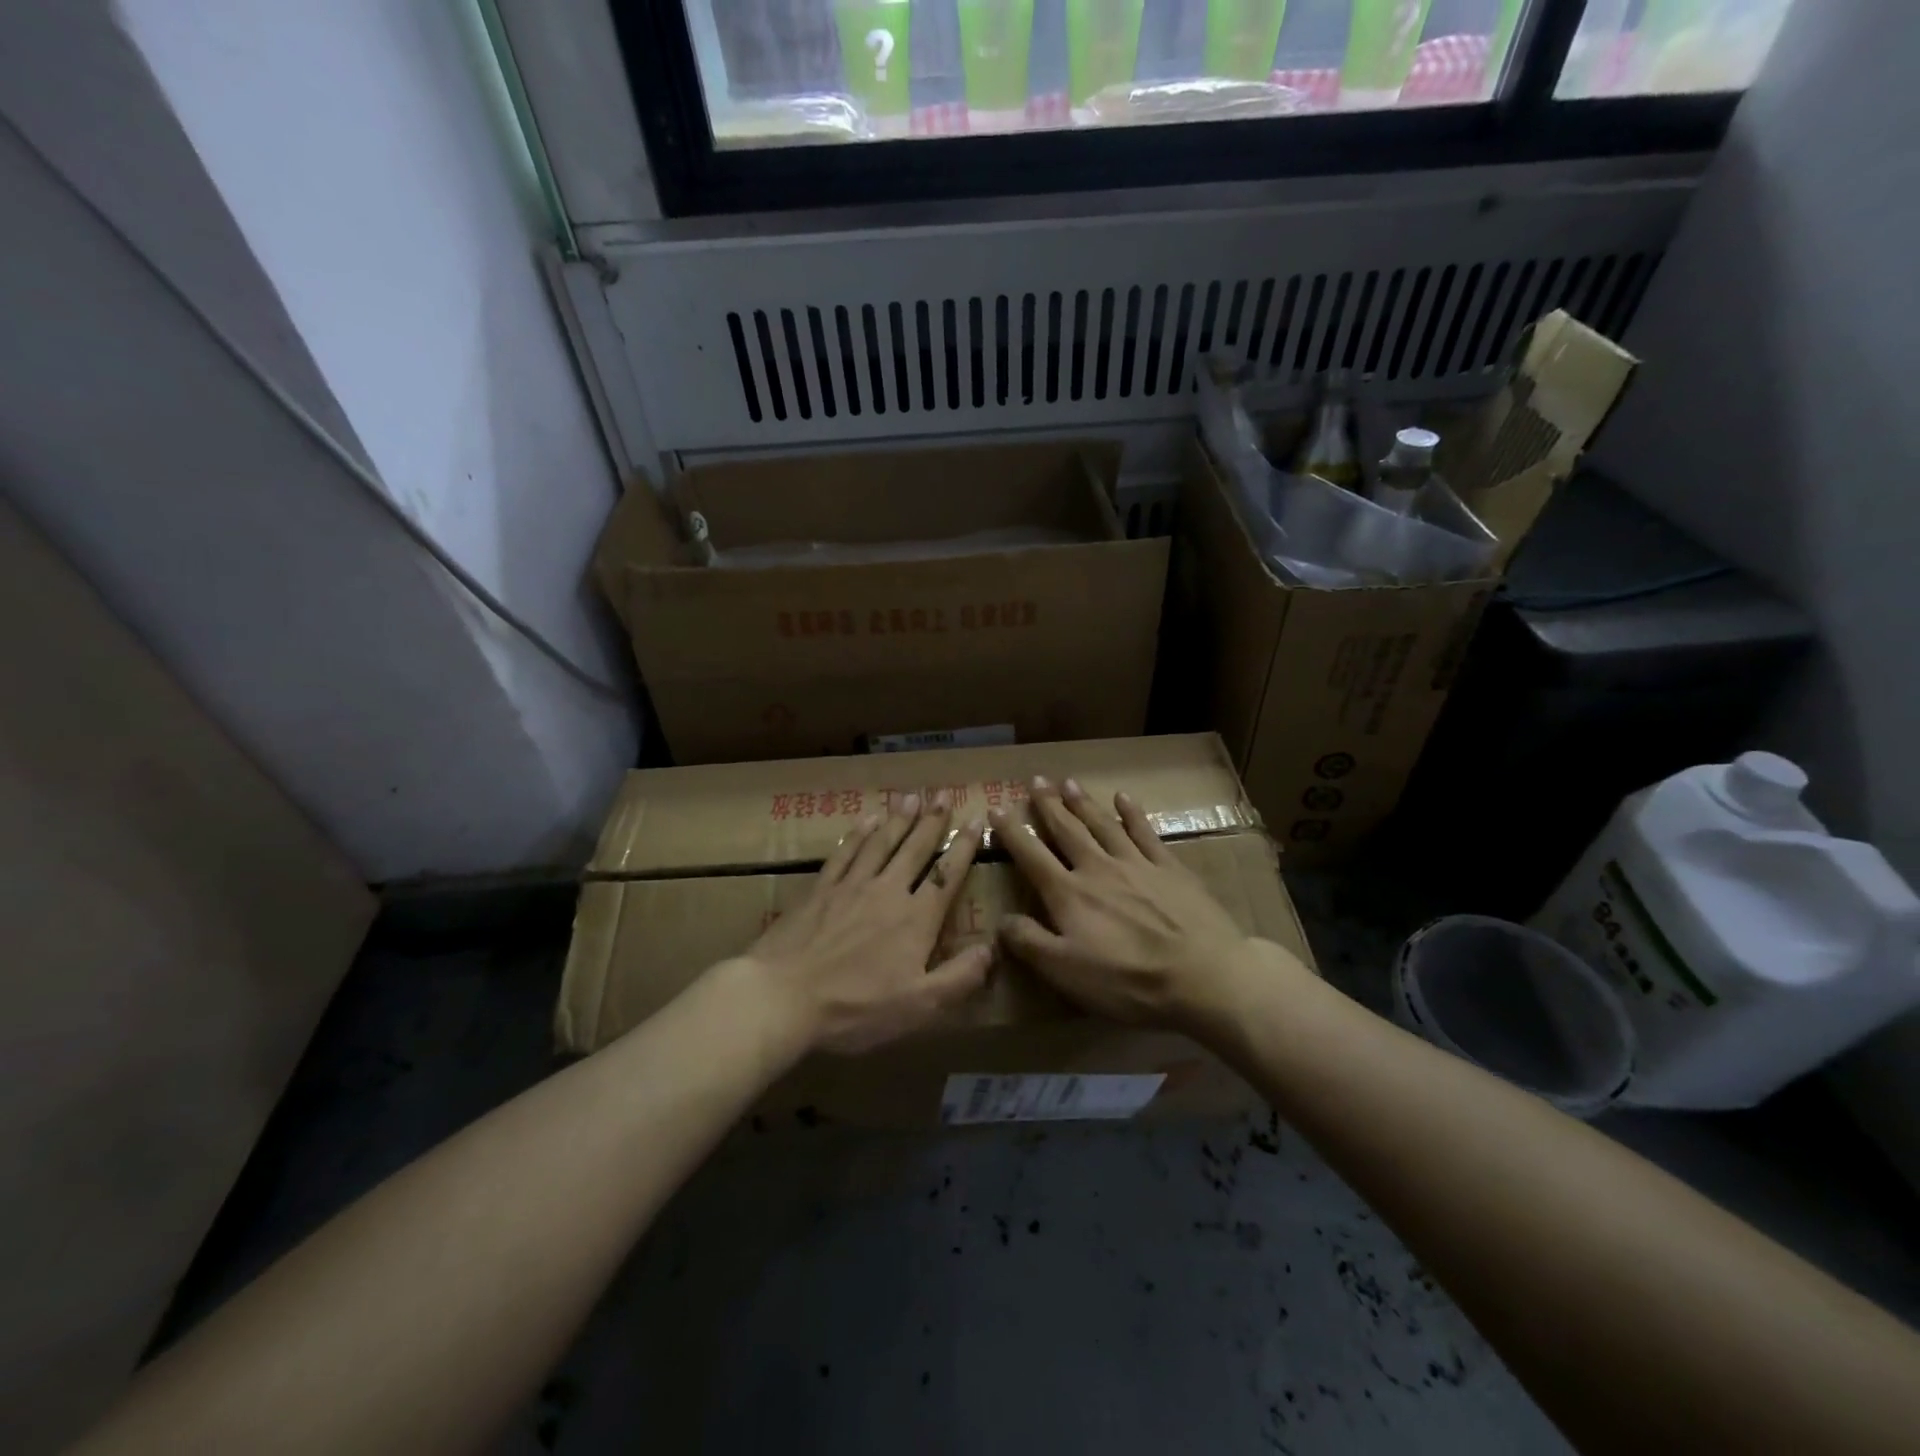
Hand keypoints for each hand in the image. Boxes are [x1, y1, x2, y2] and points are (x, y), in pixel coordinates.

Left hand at [738, 792, 990, 1055]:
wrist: (784, 997)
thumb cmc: (855, 1007)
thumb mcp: (919, 1006)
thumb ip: (959, 977)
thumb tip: (992, 948)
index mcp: (915, 920)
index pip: (946, 874)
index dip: (964, 847)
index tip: (976, 820)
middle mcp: (887, 892)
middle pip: (915, 849)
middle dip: (932, 821)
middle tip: (944, 794)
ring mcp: (850, 886)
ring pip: (881, 843)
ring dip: (898, 819)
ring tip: (911, 797)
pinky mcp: (819, 890)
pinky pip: (844, 853)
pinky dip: (858, 834)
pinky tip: (866, 821)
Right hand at [993, 776, 1301, 1032]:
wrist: (1204, 975)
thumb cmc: (1128, 981)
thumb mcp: (1066, 972)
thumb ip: (1030, 943)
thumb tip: (1001, 920)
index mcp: (1069, 895)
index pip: (1032, 856)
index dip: (1012, 833)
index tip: (997, 809)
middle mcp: (1098, 868)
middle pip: (1067, 831)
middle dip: (1048, 805)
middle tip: (1036, 780)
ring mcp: (1137, 864)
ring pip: (1103, 824)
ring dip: (1083, 803)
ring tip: (1068, 782)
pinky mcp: (1170, 868)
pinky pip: (1146, 832)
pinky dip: (1133, 814)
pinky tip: (1124, 798)